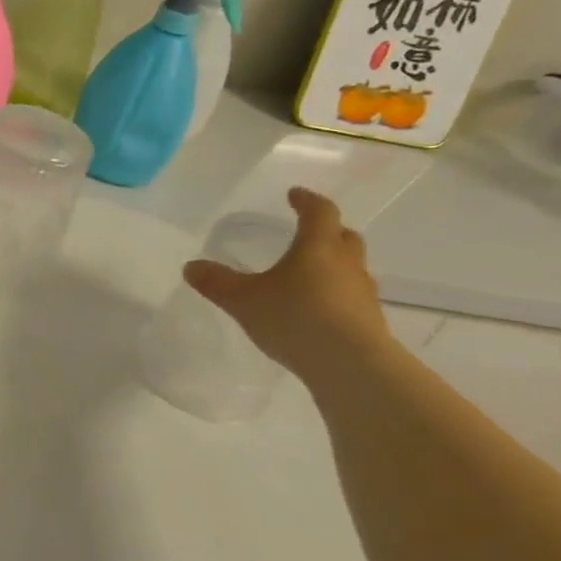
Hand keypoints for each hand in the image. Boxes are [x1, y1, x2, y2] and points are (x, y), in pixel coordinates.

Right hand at [183, 187, 389, 381]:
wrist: (350, 365)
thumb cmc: (295, 318)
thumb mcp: (244, 300)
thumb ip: (217, 283)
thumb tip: (190, 266)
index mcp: (318, 246)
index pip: (320, 211)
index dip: (306, 201)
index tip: (294, 195)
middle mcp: (346, 263)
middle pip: (343, 236)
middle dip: (327, 230)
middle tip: (308, 233)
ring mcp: (363, 293)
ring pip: (351, 267)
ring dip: (334, 265)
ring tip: (310, 276)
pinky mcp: (369, 321)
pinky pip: (352, 297)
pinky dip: (336, 295)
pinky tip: (318, 311)